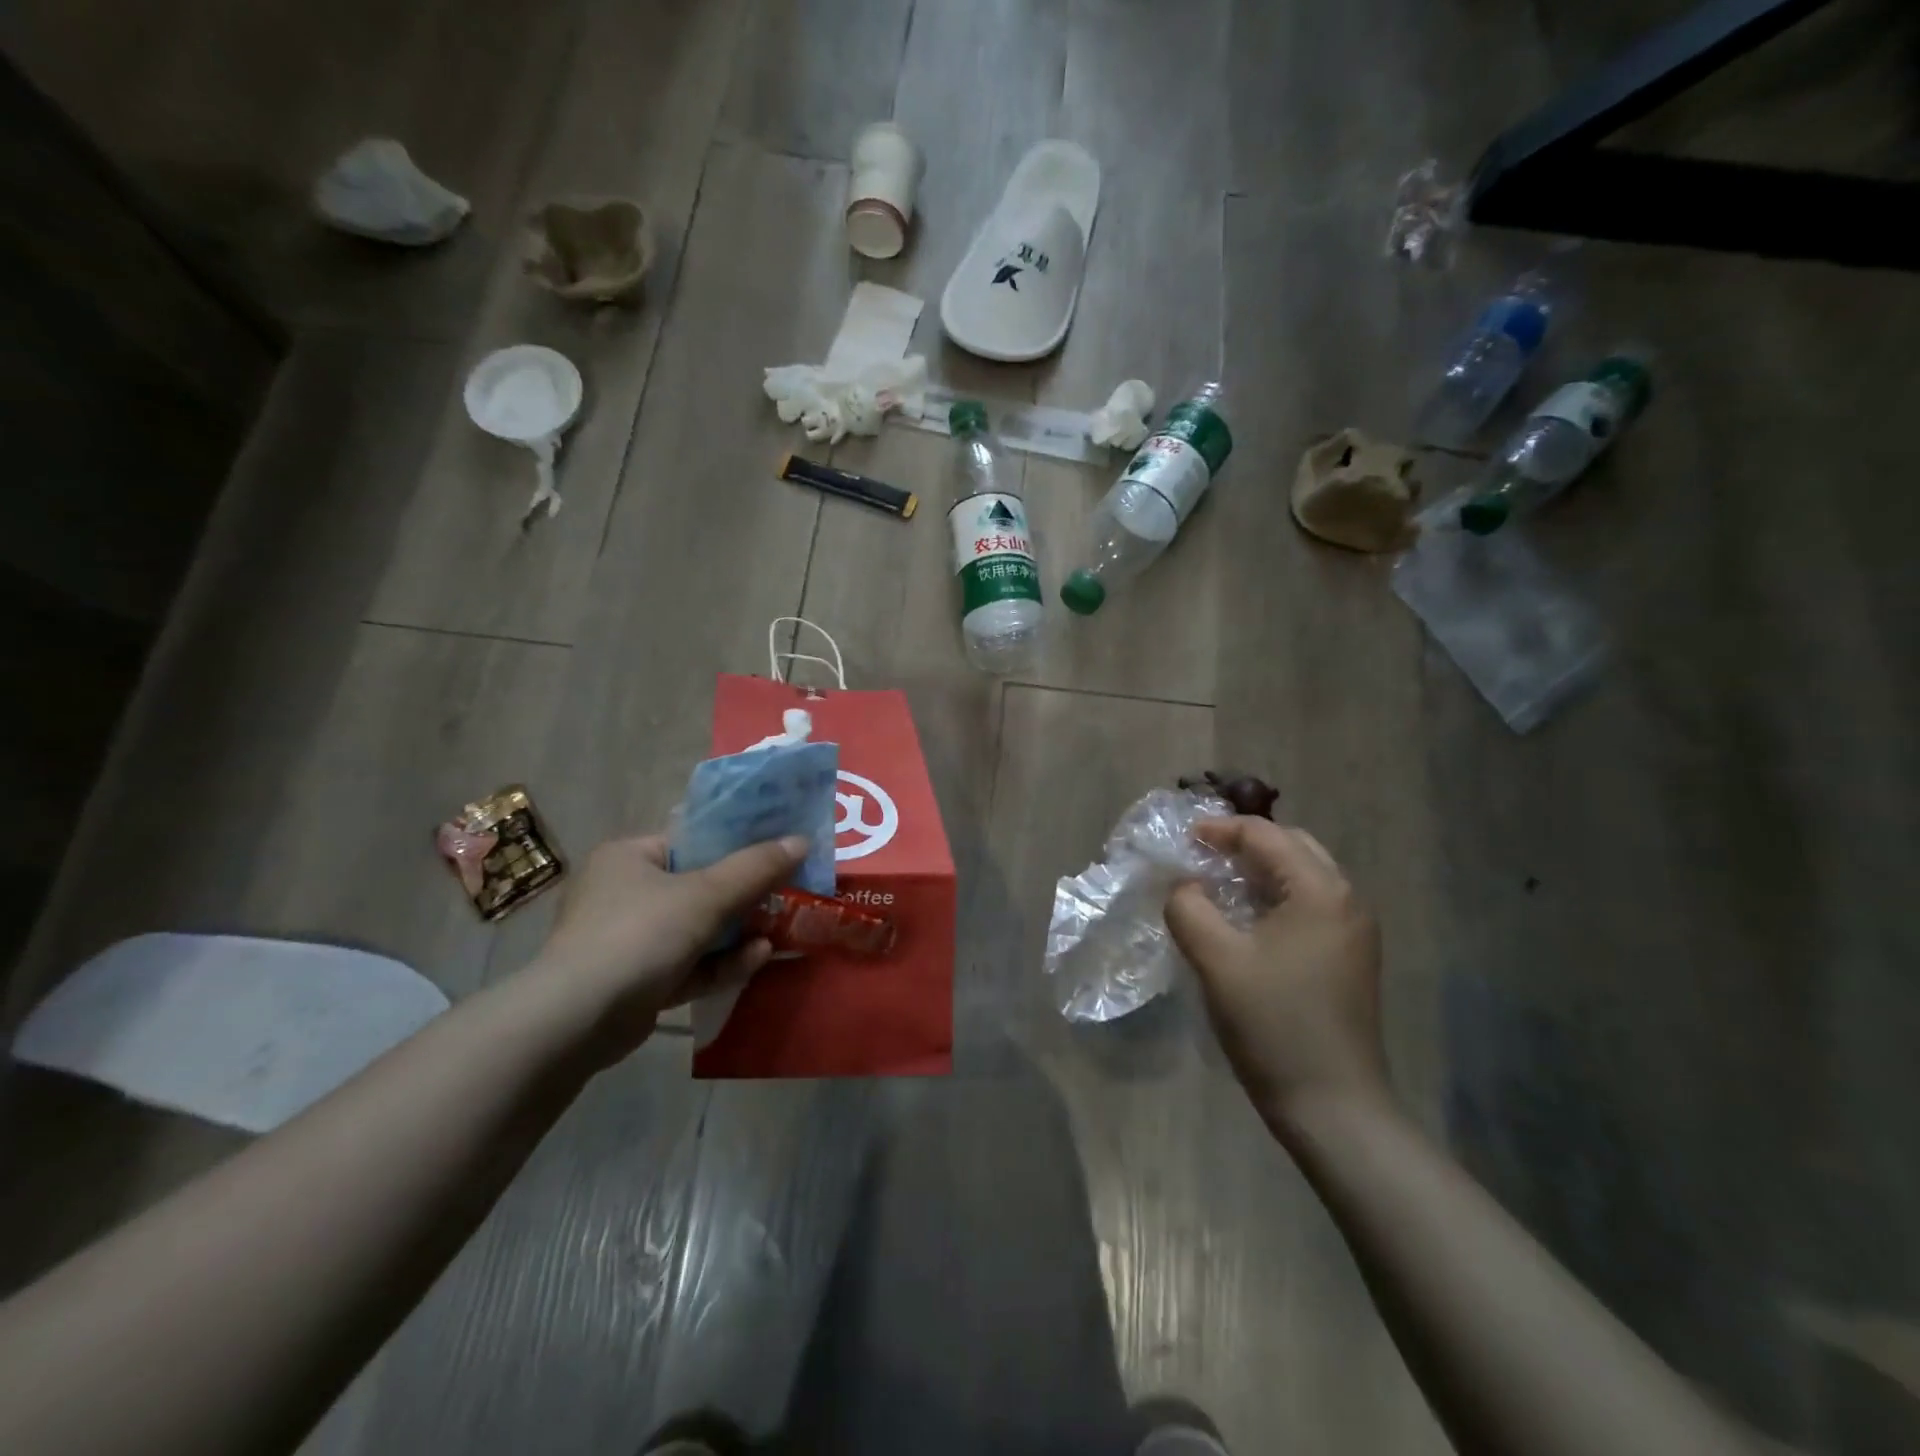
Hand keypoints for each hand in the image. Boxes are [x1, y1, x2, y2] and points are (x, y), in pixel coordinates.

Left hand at [533, 833, 807, 1058]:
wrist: (576, 1021)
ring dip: (737, 933)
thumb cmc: (640, 934)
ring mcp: (626, 940)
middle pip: (698, 887)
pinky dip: (719, 962)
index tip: (776, 853)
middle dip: (744, 897)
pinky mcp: (634, 981)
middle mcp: (623, 892)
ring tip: (778, 933)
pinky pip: (686, 963)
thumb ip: (755, 868)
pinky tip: (757, 959)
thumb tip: (802, 840)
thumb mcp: (705, 895)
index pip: (691, 841)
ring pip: (695, 929)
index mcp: (629, 856)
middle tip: (785, 897)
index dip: (737, 846)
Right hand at [1165, 818, 1390, 1134]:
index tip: (1181, 841)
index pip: (1266, 835)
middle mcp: (1346, 899)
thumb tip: (1184, 886)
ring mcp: (1353, 931)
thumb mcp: (1216, 959)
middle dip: (1243, 844)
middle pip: (1291, 846)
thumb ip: (1188, 908)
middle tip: (1199, 856)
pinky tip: (1244, 920)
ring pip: (1302, 876)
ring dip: (1259, 870)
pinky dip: (1273, 897)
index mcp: (1320, 891)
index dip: (1220, 830)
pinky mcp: (1349, 957)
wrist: (1333, 1106)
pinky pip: (1308, 905)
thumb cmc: (1273, 1024)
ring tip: (1215, 884)